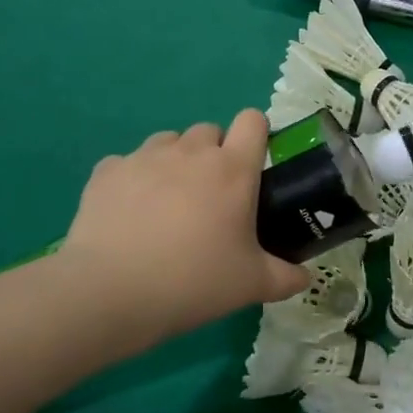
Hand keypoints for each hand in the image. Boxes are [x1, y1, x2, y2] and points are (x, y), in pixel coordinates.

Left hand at [53, 111, 310, 339]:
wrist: (110, 293)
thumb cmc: (193, 281)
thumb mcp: (252, 285)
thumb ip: (286, 277)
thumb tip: (305, 278)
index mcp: (233, 169)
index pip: (253, 120)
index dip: (256, 135)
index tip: (253, 165)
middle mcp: (191, 152)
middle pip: (210, 130)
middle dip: (214, 154)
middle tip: (211, 198)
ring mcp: (144, 157)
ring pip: (168, 142)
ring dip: (175, 162)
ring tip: (168, 203)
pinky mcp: (106, 172)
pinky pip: (127, 163)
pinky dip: (133, 180)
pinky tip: (129, 214)